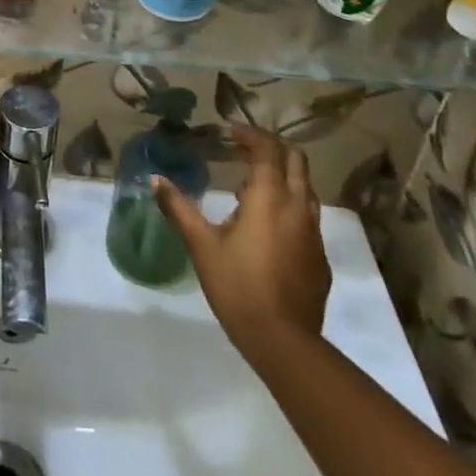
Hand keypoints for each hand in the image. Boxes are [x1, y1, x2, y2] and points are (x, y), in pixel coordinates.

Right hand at [153, 126, 330, 370]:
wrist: (284, 342)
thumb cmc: (238, 285)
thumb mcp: (201, 244)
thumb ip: (178, 208)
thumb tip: (154, 180)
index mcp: (269, 197)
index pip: (268, 149)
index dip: (250, 134)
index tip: (229, 132)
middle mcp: (298, 207)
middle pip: (296, 161)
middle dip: (272, 149)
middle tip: (244, 151)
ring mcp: (314, 233)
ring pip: (306, 189)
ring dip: (283, 177)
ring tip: (252, 189)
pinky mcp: (320, 258)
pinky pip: (308, 217)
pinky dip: (289, 207)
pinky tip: (267, 228)